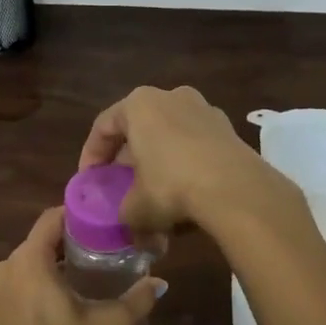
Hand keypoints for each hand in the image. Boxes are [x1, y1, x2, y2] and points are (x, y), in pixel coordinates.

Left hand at [0, 207, 164, 324]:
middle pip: (43, 239)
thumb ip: (136, 300)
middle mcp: (6, 265)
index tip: (106, 219)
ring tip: (91, 271)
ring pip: (31, 261)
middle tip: (107, 247)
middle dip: (73, 240)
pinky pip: (21, 280)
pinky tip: (65, 296)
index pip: (52, 217)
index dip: (79, 213)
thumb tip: (159, 282)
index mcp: (28, 260)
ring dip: (57, 262)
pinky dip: (41, 280)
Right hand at [77, 85, 298, 235]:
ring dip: (159, 162)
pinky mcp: (229, 129)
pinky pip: (196, 146)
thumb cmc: (171, 187)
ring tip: (154, 194)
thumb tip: (132, 228)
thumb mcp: (135, 208)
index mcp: (139, 104)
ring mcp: (205, 109)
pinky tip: (186, 194)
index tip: (89, 181)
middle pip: (139, 128)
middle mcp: (171, 96)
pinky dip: (186, 166)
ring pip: (170, 136)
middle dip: (128, 160)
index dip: (92, 156)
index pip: (104, 126)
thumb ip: (124, 213)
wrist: (236, 190)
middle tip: (121, 187)